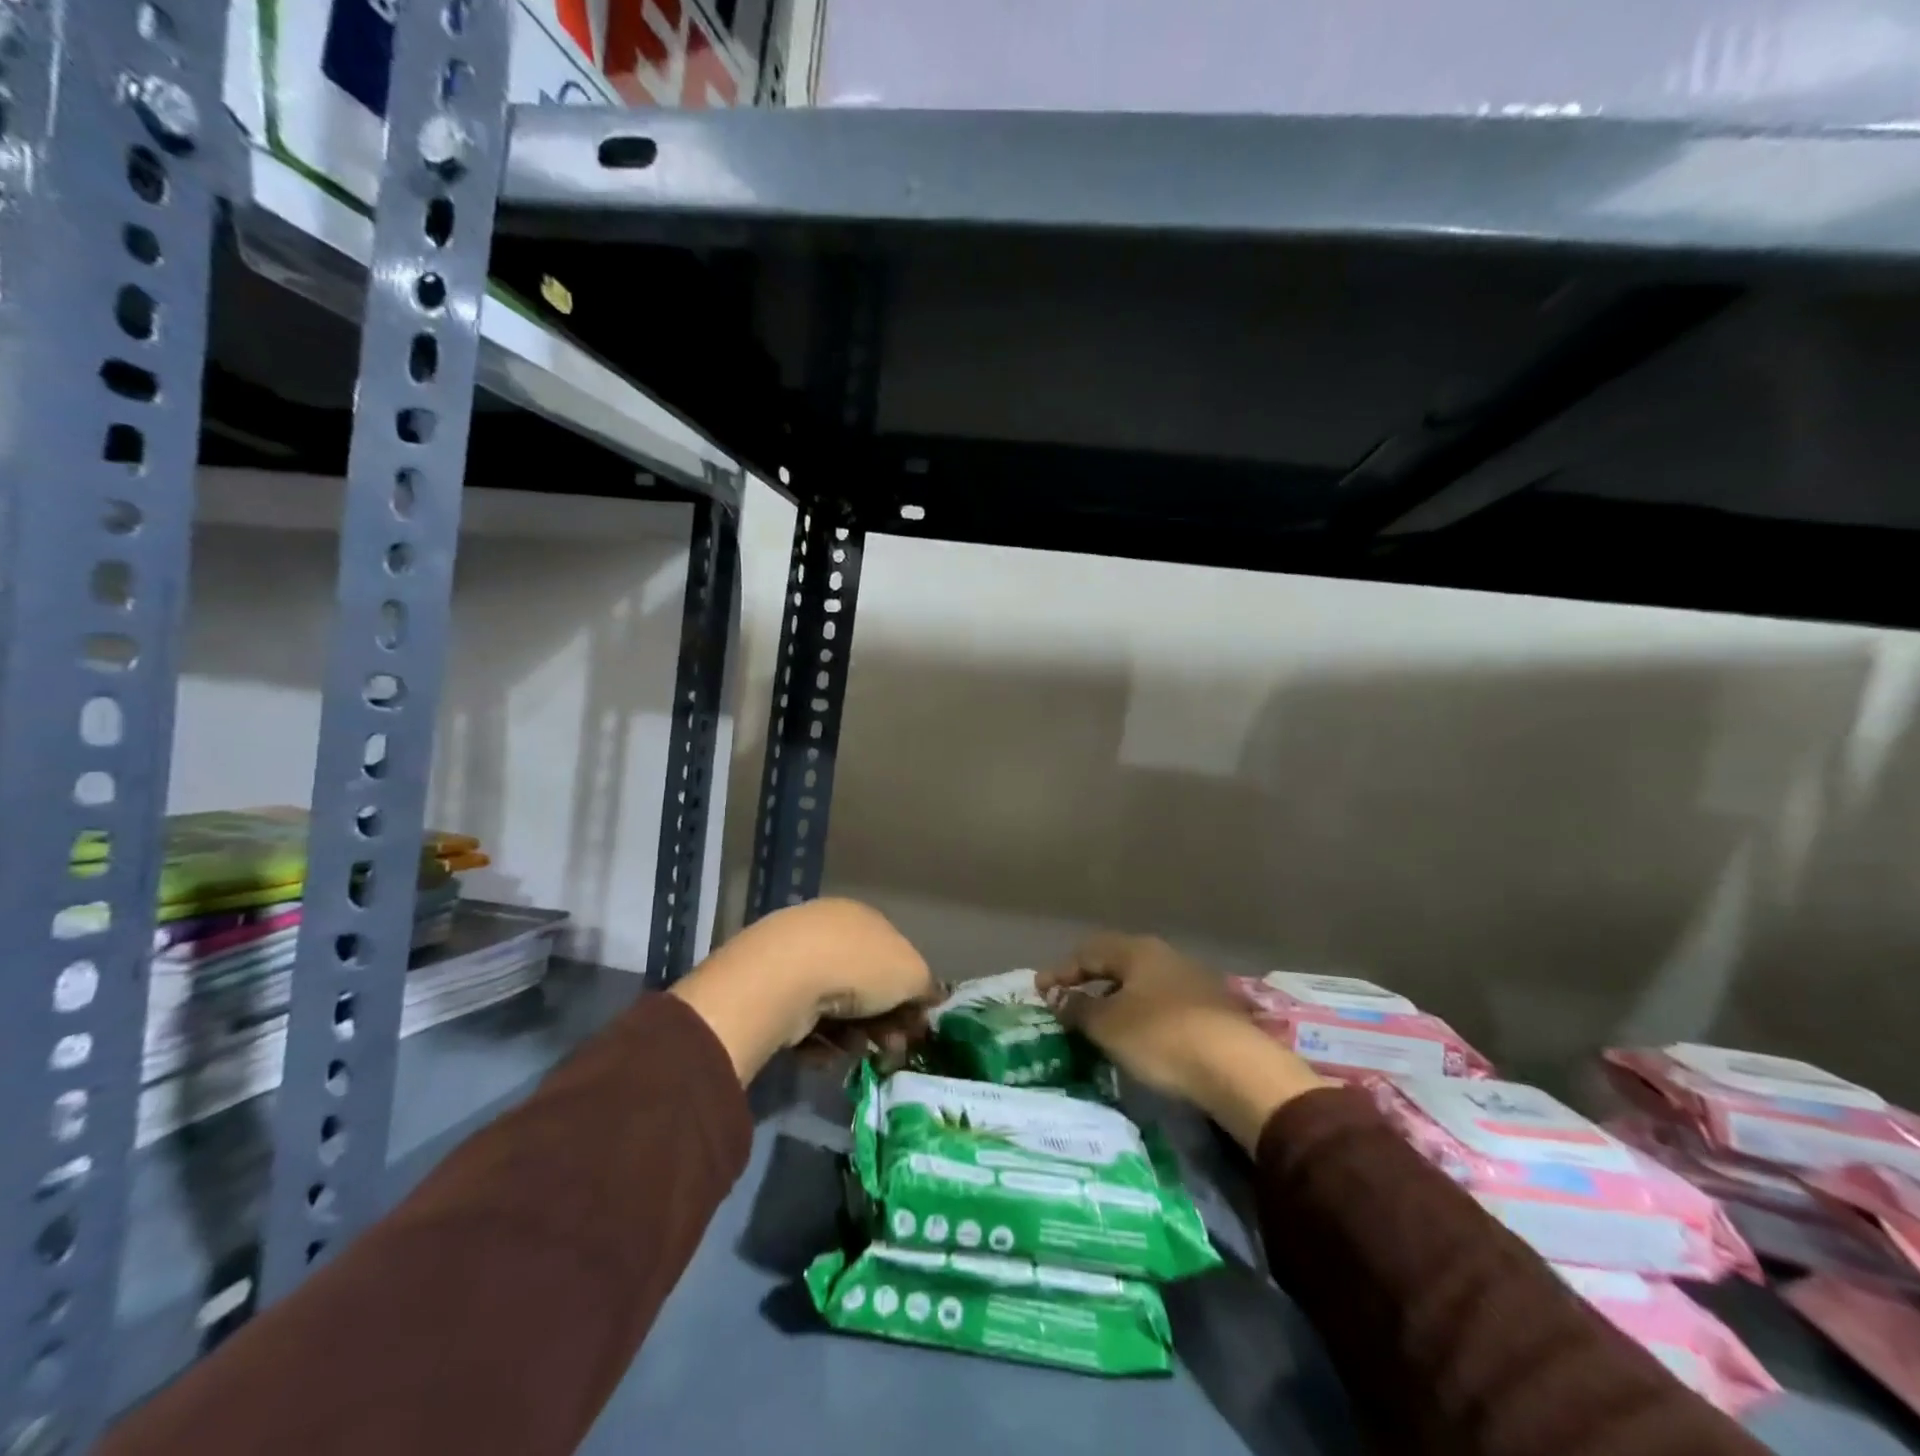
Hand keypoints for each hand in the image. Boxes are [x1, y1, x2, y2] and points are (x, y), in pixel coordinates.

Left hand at [668, 898, 935, 1083]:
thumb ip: (925, 985)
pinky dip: (819, 1042)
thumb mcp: (912, 973)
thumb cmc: (859, 967)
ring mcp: (796, 960)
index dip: (908, 991)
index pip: (893, 953)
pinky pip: (804, 1023)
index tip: (916, 1024)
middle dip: (883, 1020)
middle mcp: (829, 932)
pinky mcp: (770, 993)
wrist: (786, 978)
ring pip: (835, 1007)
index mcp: (864, 917)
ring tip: (857, 1053)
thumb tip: (929, 996)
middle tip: (892, 1049)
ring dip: (853, 1035)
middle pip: (864, 984)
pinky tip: (827, 1055)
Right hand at [1037, 933, 1327, 1149]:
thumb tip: (1056, 996)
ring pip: (1142, 983)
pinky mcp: (1211, 1009)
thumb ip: (1078, 1008)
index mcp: (1138, 951)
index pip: (1089, 952)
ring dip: (1115, 998)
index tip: (1040, 990)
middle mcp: (1165, 956)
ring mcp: (1192, 980)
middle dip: (1089, 981)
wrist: (1237, 1069)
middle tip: (1067, 1002)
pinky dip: (1140, 1013)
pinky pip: (1162, 1002)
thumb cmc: (1161, 1037)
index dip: (1061, 970)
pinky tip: (1136, 1035)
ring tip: (1098, 1022)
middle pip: (1117, 963)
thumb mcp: (1109, 1025)